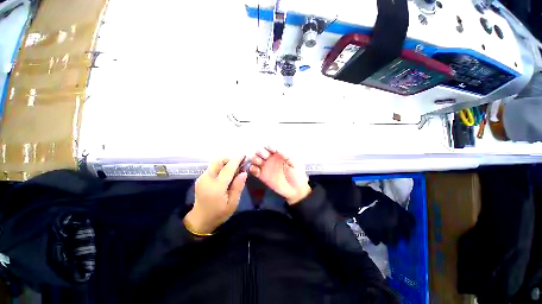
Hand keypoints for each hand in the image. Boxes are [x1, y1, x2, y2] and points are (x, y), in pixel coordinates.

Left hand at [184, 157, 247, 233]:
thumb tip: (244, 173)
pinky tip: (225, 176)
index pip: (227, 169)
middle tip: (238, 165)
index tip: (243, 155)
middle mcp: (207, 179)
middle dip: (229, 159)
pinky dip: (220, 167)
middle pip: (217, 162)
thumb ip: (238, 187)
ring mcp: (201, 178)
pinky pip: (212, 168)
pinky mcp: (200, 179)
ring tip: (233, 171)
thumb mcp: (233, 203)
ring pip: (214, 164)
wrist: (200, 220)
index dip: (236, 160)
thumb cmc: (219, 213)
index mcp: (216, 187)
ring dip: (224, 163)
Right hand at [249, 147, 310, 204]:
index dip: (269, 147)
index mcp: (278, 154)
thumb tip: (277, 148)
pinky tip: (255, 170)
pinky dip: (252, 169)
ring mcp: (265, 167)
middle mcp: (270, 159)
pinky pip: (254, 171)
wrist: (296, 190)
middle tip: (264, 156)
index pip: (270, 147)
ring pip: (255, 160)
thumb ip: (286, 155)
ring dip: (255, 159)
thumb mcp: (294, 163)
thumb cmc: (297, 174)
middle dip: (260, 152)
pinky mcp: (262, 176)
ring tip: (258, 162)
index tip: (271, 150)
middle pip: (260, 152)